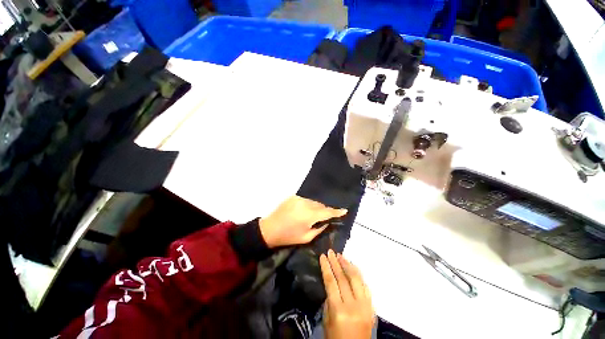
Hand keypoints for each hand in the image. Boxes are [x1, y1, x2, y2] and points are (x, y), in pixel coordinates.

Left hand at [259, 196, 346, 247]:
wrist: (269, 229)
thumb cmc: (288, 236)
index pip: (327, 212)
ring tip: (319, 213)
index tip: (345, 210)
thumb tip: (328, 222)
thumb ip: (320, 229)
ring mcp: (299, 198)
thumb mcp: (306, 238)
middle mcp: (305, 204)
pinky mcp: (294, 196)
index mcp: (309, 215)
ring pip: (314, 201)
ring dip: (318, 206)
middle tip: (330, 214)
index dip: (337, 211)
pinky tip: (309, 209)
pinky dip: (310, 203)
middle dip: (327, 209)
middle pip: (321, 205)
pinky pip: (306, 199)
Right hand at [320, 249, 374, 338]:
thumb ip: (329, 300)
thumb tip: (332, 283)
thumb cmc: (335, 338)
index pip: (331, 282)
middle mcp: (353, 305)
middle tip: (331, 252)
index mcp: (339, 310)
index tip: (323, 256)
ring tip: (341, 255)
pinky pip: (365, 286)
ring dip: (348, 265)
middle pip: (343, 278)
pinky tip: (353, 267)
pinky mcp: (371, 307)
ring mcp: (364, 306)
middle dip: (336, 262)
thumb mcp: (327, 320)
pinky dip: (358, 275)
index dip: (326, 267)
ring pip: (356, 279)